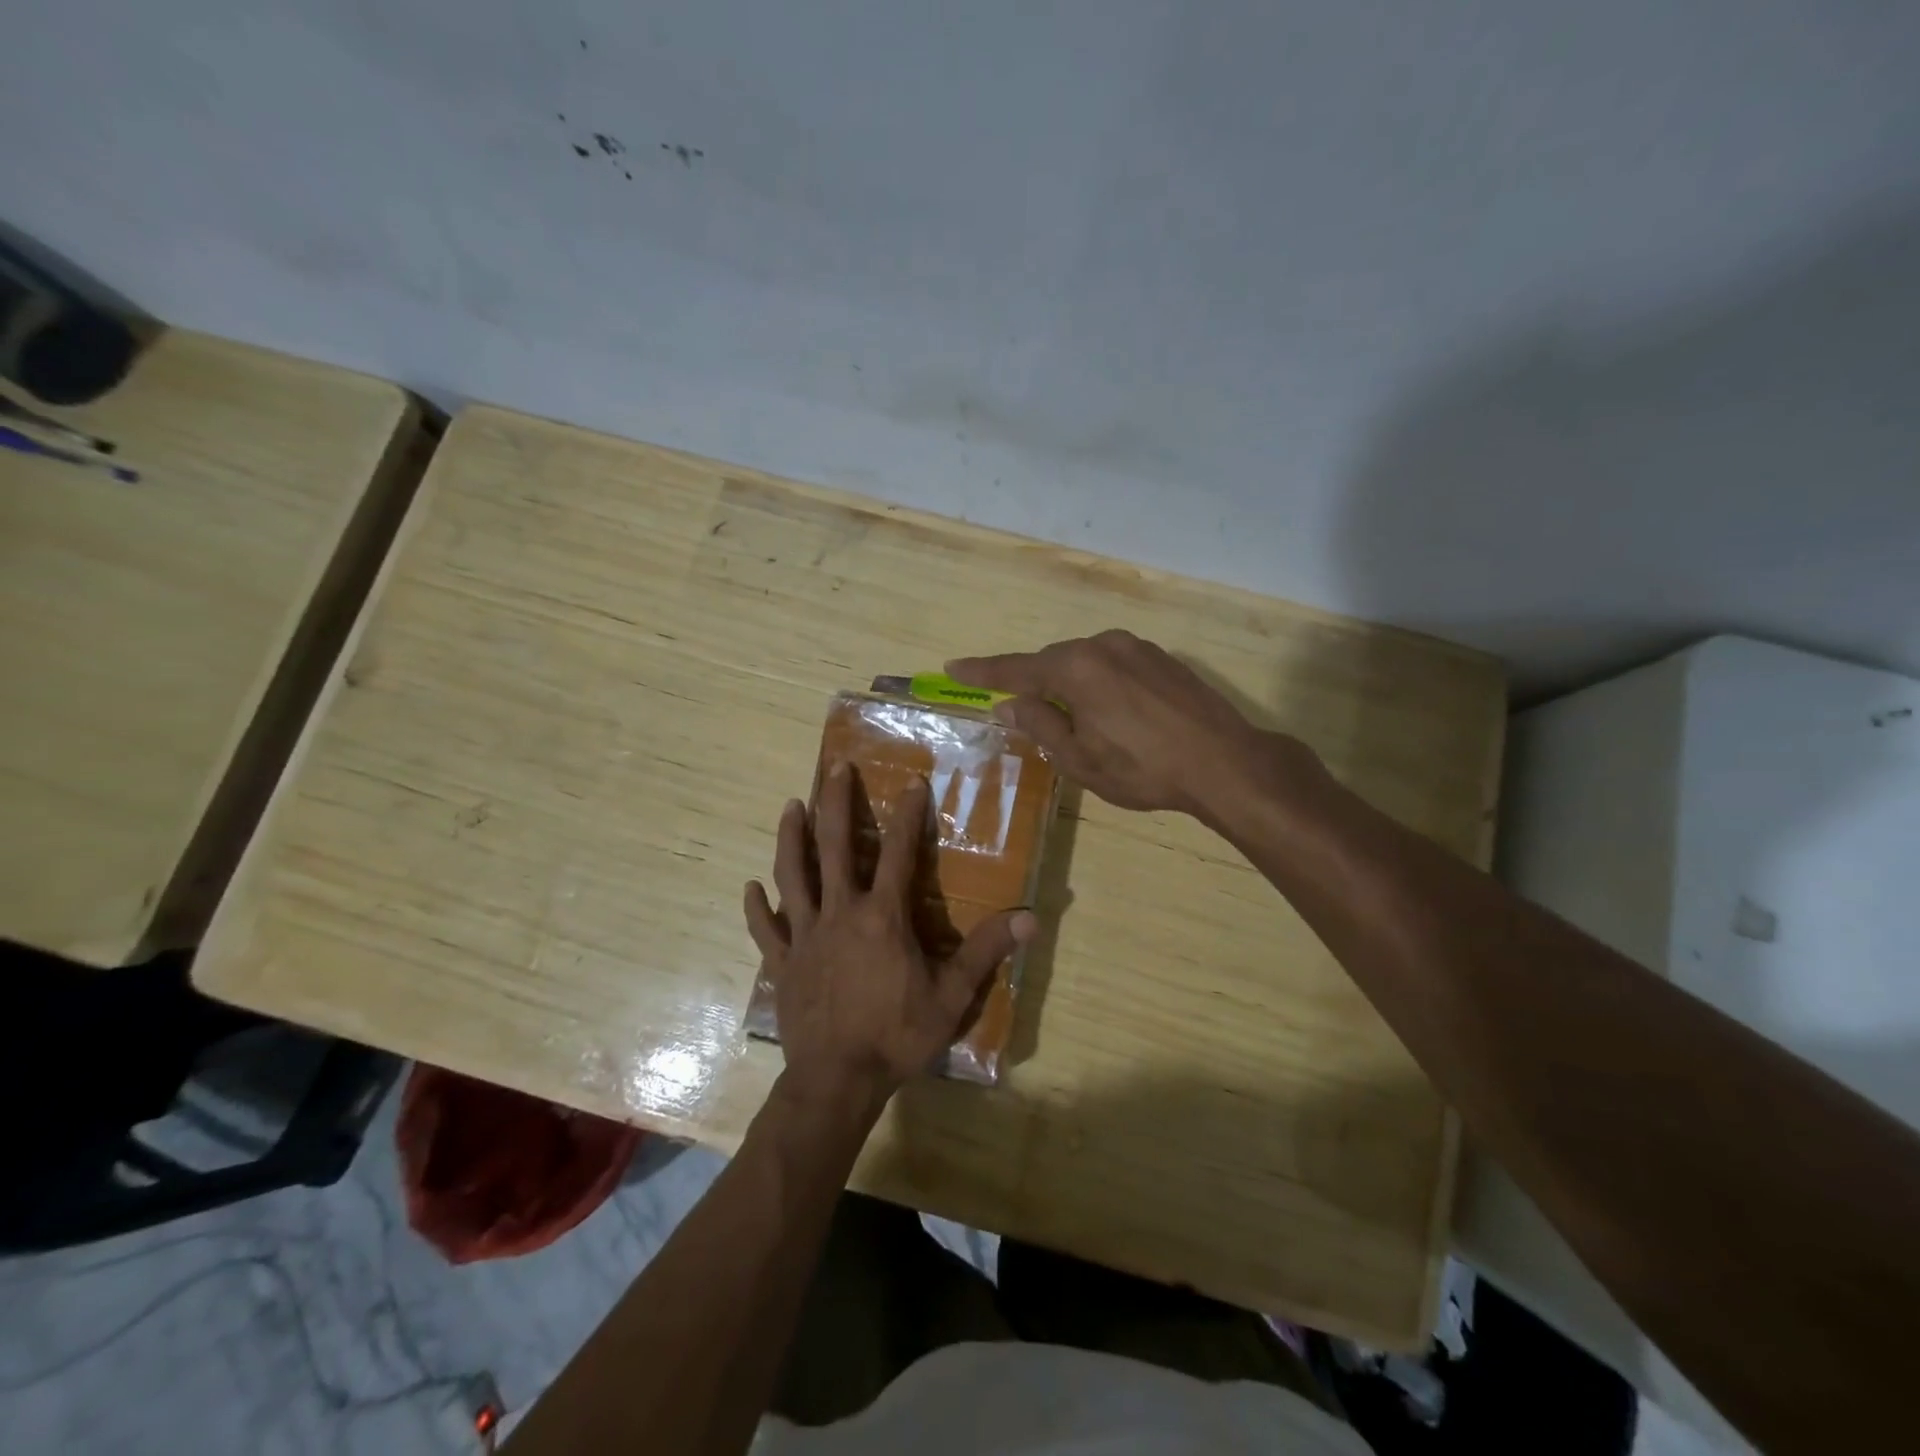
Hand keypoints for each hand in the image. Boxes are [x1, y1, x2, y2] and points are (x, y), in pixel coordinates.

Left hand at [744, 765, 1037, 1107]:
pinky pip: (767, 929)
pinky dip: (759, 907)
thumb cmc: (897, 1035)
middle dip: (837, 804)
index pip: (899, 853)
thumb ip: (987, 952)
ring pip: (794, 875)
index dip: (908, 816)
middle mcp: (840, 913)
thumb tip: (1030, 919)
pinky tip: (751, 887)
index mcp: (882, 916)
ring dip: (791, 838)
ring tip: (791, 805)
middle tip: (835, 768)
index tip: (911, 782)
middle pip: (836, 847)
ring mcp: (806, 935)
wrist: (837, 1081)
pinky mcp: (783, 962)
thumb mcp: (951, 995)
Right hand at [947, 630, 1323, 819]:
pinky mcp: (1162, 658)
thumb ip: (1041, 725)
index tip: (953, 666)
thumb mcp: (1080, 758)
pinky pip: (1113, 664)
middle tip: (1019, 709)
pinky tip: (1112, 712)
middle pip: (1053, 663)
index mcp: (1075, 669)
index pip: (1016, 669)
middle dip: (1033, 683)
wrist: (1224, 762)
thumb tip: (1010, 704)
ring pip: (1085, 662)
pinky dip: (1099, 683)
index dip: (983, 671)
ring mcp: (1137, 647)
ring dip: (1070, 685)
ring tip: (1074, 720)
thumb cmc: (1142, 768)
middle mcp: (1102, 645)